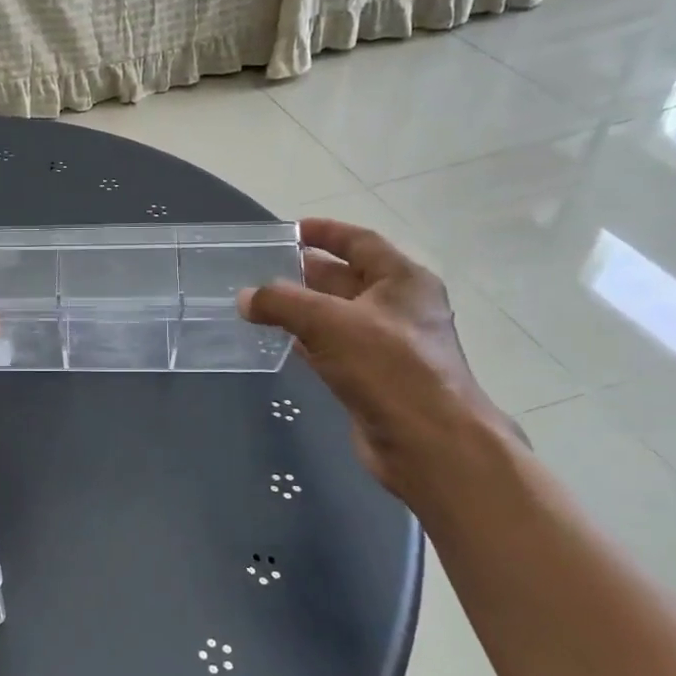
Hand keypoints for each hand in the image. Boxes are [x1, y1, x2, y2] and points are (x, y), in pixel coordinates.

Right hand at [238, 219, 517, 503]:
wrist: (429, 444)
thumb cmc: (389, 368)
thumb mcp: (329, 322)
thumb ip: (282, 302)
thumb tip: (245, 296)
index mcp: (404, 281)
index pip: (361, 242)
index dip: (326, 232)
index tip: (291, 230)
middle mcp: (400, 308)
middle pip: (348, 278)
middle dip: (308, 272)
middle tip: (266, 267)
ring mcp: (389, 346)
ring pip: (338, 316)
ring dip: (304, 309)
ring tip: (263, 303)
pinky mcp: (374, 379)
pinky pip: (335, 348)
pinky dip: (308, 341)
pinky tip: (282, 341)